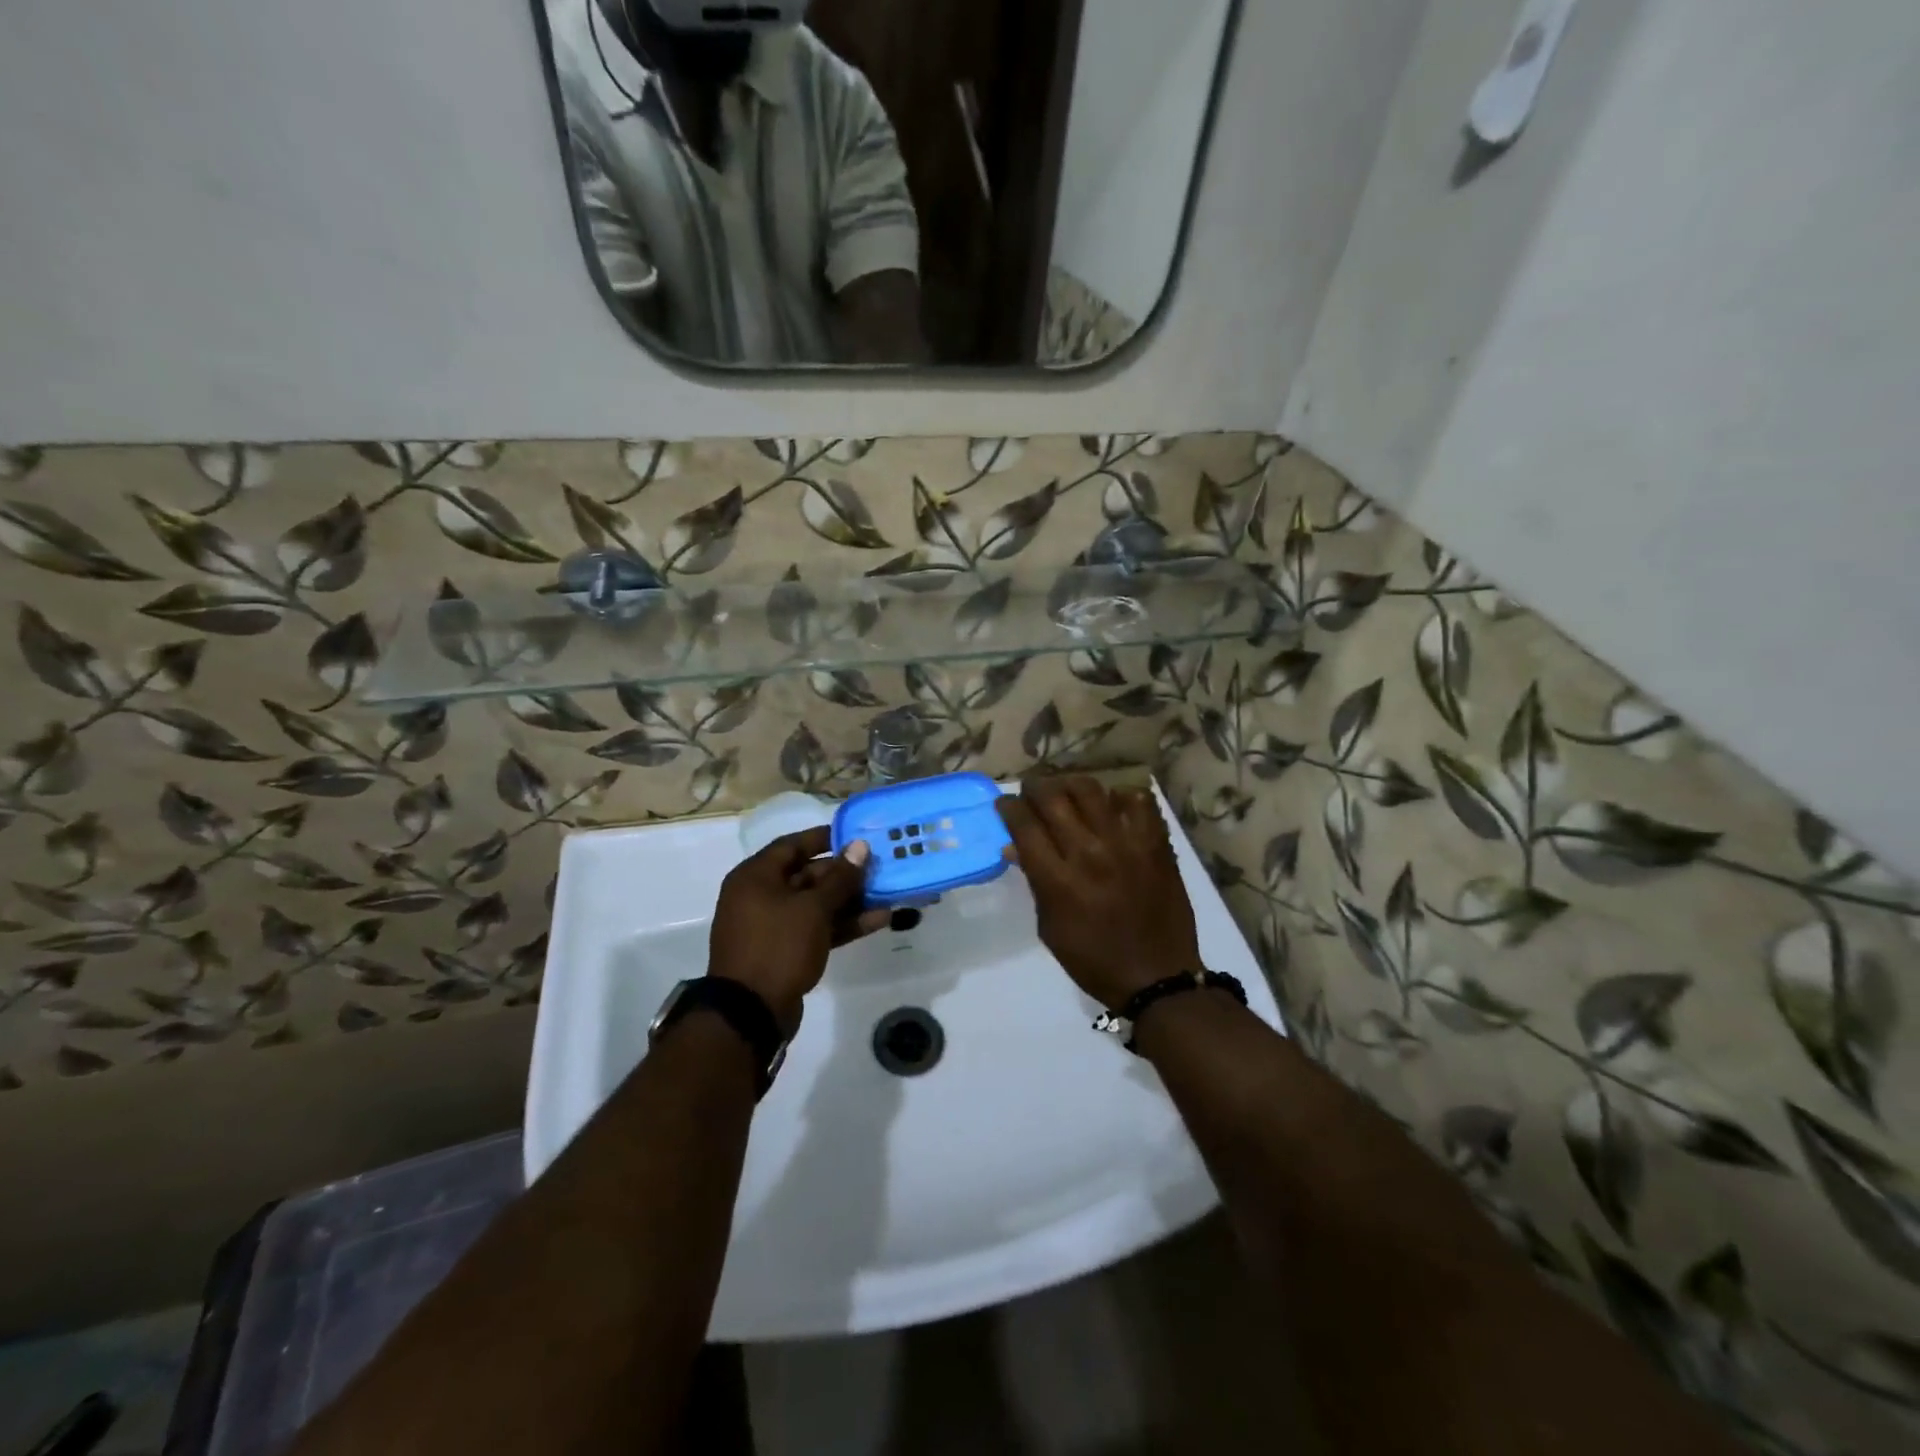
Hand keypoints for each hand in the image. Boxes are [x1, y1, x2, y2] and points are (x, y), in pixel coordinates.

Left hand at [708, 828, 884, 1034]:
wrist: (750, 1013)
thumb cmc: (778, 946)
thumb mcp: (813, 908)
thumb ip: (840, 877)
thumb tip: (860, 846)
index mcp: (755, 877)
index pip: (792, 845)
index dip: (824, 838)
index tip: (855, 835)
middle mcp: (760, 896)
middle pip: (806, 875)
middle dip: (844, 873)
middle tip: (879, 867)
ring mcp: (772, 926)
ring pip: (815, 904)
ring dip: (849, 900)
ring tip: (887, 894)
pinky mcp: (785, 951)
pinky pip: (816, 928)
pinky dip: (842, 924)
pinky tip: (878, 920)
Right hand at [997, 778, 1203, 1011]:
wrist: (1156, 977)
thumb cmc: (1094, 959)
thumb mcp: (1050, 928)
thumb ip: (1034, 882)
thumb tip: (1015, 845)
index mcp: (1058, 880)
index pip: (1024, 825)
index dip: (1009, 807)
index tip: (1005, 804)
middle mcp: (1088, 853)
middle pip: (1052, 799)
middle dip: (1034, 788)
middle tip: (1031, 791)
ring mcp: (1125, 845)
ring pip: (1090, 790)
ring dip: (1069, 784)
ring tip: (1065, 790)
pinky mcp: (1155, 844)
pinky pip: (1138, 802)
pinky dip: (1120, 797)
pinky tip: (1112, 806)